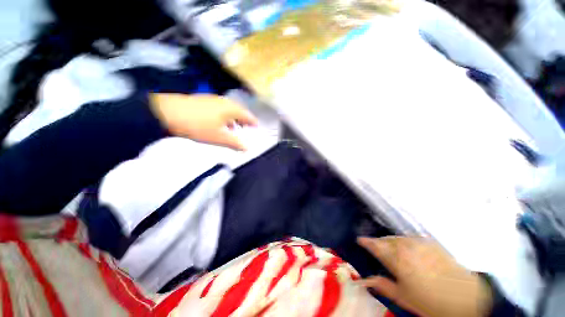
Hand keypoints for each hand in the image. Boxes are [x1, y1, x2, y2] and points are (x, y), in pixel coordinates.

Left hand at [150, 93, 257, 150]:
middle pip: (239, 111)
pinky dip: (223, 116)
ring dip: (233, 119)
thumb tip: (247, 149)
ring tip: (234, 128)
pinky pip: (219, 109)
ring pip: (228, 109)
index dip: (253, 122)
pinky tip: (219, 123)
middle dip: (243, 120)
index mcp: (231, 108)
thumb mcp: (219, 137)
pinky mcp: (202, 101)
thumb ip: (235, 143)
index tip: (257, 127)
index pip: (247, 115)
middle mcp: (224, 101)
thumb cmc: (198, 125)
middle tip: (247, 128)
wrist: (166, 112)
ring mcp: (212, 99)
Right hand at [358, 237, 492, 316]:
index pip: (376, 246)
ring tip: (389, 248)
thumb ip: (382, 285)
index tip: (360, 239)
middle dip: (378, 242)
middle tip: (374, 247)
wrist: (466, 297)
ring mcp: (419, 242)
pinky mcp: (430, 242)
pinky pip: (410, 238)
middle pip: (385, 240)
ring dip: (390, 241)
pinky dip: (403, 241)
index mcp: (397, 259)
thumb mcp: (404, 297)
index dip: (366, 242)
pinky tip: (406, 247)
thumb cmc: (431, 301)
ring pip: (397, 237)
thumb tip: (364, 280)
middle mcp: (405, 246)